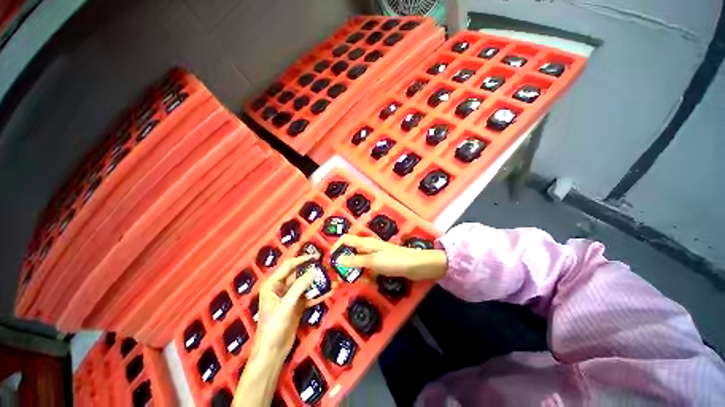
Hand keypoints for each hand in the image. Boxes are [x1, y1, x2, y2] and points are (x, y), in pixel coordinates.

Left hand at [254, 254, 327, 356]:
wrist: (273, 351)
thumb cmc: (273, 326)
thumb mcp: (286, 305)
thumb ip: (299, 287)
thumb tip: (313, 271)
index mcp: (273, 284)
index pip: (289, 266)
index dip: (302, 259)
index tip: (316, 256)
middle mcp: (281, 287)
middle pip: (299, 274)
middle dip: (312, 270)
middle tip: (326, 266)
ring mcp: (290, 296)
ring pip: (305, 285)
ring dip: (317, 282)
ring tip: (331, 277)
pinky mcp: (297, 305)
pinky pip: (309, 295)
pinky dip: (318, 294)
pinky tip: (329, 291)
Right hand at [330, 235, 447, 280]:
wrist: (415, 265)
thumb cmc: (394, 260)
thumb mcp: (373, 261)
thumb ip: (355, 261)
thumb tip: (338, 260)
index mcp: (365, 243)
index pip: (345, 240)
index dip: (336, 247)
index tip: (330, 261)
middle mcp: (368, 247)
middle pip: (350, 250)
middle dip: (342, 260)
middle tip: (336, 275)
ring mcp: (375, 255)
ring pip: (358, 260)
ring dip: (352, 268)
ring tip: (345, 280)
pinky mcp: (380, 262)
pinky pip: (367, 266)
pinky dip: (363, 272)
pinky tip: (362, 280)